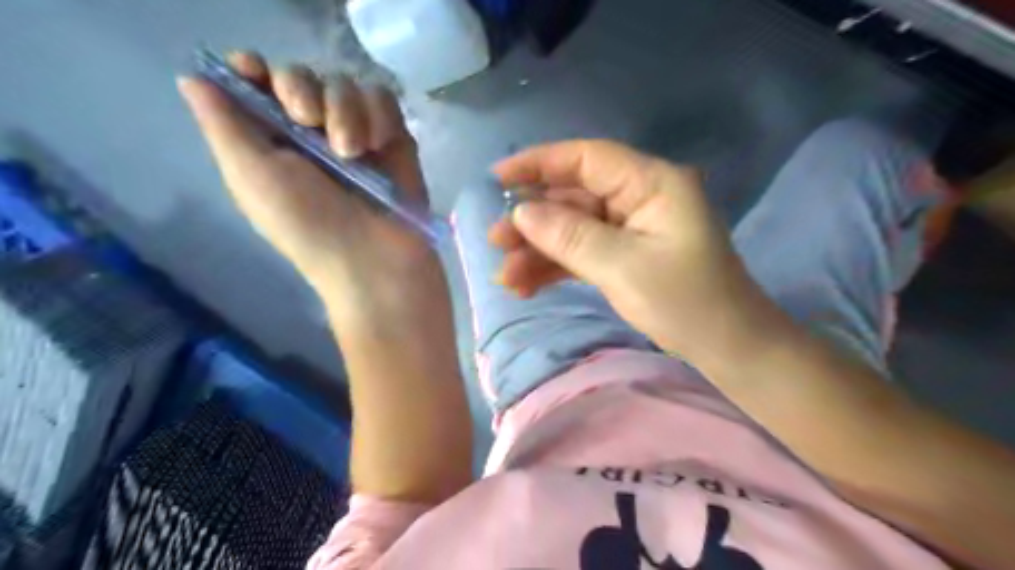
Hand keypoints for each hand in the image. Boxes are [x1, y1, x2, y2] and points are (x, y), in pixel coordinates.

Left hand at [181, 54, 442, 323]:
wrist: (377, 259)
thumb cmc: (309, 226)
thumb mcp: (253, 178)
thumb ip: (223, 125)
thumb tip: (192, 77)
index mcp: (270, 143)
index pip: (255, 83)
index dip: (253, 69)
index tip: (257, 73)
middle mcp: (311, 134)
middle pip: (301, 75)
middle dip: (302, 90)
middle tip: (308, 122)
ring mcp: (356, 135)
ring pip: (345, 85)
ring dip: (346, 111)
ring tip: (352, 152)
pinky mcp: (393, 141)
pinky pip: (384, 102)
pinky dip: (380, 118)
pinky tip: (379, 147)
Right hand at [490, 140, 769, 359]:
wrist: (727, 348)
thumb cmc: (686, 303)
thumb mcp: (623, 268)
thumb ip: (569, 236)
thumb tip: (521, 212)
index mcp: (651, 183)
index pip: (586, 158)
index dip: (539, 163)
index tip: (496, 179)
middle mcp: (639, 197)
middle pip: (574, 197)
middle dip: (532, 220)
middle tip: (494, 241)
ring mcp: (631, 228)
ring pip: (573, 228)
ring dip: (538, 250)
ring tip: (504, 277)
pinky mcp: (625, 255)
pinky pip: (582, 252)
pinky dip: (555, 267)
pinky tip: (525, 285)